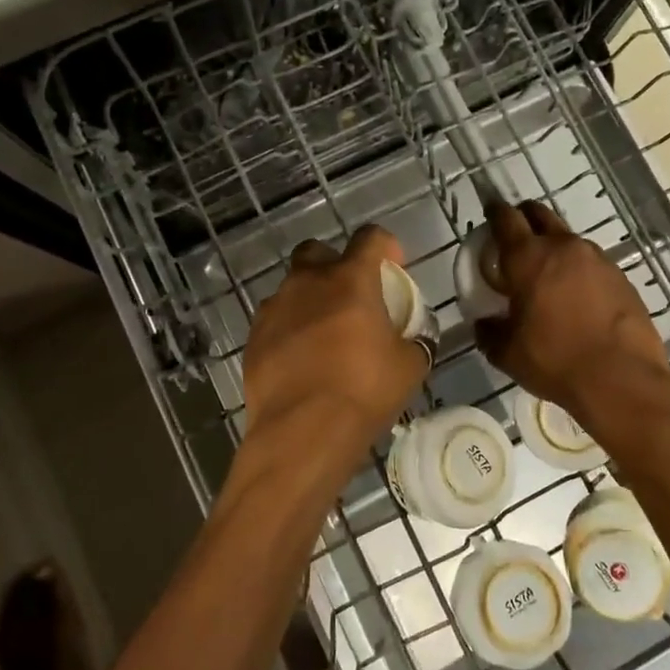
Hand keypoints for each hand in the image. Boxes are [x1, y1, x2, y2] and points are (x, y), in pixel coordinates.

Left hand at [238, 225, 429, 487]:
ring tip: (324, 335)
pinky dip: (289, 330)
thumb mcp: (409, 366)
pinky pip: (275, 320)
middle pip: (319, 252)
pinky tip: (300, 359)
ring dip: (310, 300)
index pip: (370, 237)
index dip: (385, 246)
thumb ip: (414, 341)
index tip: (393, 266)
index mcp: (350, 279)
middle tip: (351, 297)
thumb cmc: (363, 391)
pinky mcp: (254, 337)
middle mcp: (308, 282)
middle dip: (335, 265)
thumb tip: (415, 338)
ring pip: (293, 288)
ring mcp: (275, 308)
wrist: (302, 432)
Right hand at [474, 201, 669, 422]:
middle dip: (525, 217)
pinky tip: (578, 299)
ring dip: (554, 248)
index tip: (490, 212)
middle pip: (539, 214)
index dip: (494, 211)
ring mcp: (597, 259)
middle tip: (516, 237)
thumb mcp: (507, 353)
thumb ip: (489, 332)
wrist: (621, 379)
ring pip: (568, 240)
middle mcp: (563, 247)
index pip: (505, 218)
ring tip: (548, 276)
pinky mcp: (621, 277)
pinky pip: (592, 264)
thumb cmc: (555, 360)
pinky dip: (579, 272)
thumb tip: (485, 323)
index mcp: (528, 258)